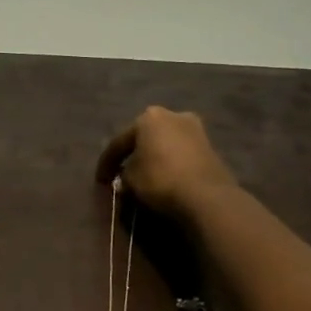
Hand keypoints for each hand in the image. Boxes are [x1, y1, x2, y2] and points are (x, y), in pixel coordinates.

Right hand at [96, 106, 237, 219]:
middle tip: (122, 172)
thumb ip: (124, 173)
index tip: (100, 180)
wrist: (207, 195)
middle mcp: (172, 115)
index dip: (106, 163)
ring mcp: (195, 129)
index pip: (119, 141)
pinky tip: (165, 177)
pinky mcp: (210, 146)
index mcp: (148, 117)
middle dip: (133, 154)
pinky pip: (180, 153)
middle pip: (145, 137)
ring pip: (165, 143)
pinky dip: (170, 163)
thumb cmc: (160, 180)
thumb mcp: (131, 179)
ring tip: (144, 176)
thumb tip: (126, 175)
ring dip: (154, 157)